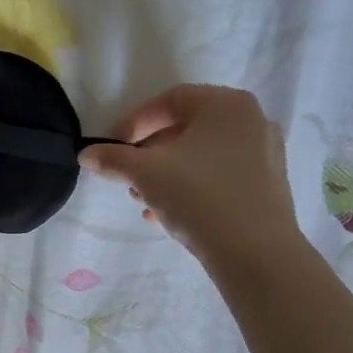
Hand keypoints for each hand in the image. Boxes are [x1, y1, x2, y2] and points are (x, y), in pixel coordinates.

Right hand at [80, 85, 303, 273]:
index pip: (168, 101)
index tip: (110, 147)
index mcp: (225, 104)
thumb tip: (86, 154)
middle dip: (148, 153)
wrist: (255, 252)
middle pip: (185, 128)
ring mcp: (263, 152)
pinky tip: (166, 214)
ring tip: (143, 200)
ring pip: (200, 155)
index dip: (133, 122)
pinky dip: (190, 187)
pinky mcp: (267, 184)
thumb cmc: (198, 196)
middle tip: (126, 176)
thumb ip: (112, 158)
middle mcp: (250, 120)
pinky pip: (218, 176)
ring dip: (165, 173)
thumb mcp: (145, 174)